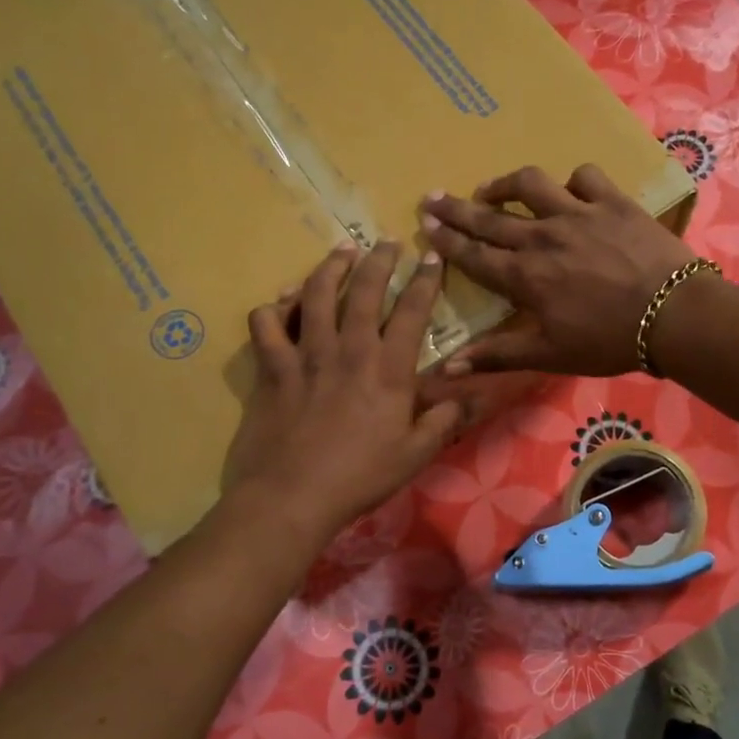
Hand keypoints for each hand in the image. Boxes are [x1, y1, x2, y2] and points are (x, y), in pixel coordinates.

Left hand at [226, 241, 460, 538]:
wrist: (292, 497)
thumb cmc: (359, 477)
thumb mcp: (414, 455)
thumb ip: (444, 420)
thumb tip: (471, 395)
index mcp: (388, 370)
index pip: (411, 312)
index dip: (424, 281)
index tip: (431, 257)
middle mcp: (348, 350)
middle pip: (364, 291)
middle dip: (379, 260)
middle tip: (387, 242)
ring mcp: (306, 355)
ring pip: (316, 294)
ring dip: (330, 268)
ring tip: (342, 251)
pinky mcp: (272, 368)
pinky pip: (266, 324)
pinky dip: (274, 308)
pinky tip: (282, 303)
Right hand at [420, 164, 693, 376]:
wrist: (673, 315)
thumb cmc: (608, 341)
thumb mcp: (549, 355)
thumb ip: (498, 355)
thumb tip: (446, 367)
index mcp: (525, 276)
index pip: (474, 255)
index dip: (446, 239)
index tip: (425, 222)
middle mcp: (543, 237)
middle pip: (490, 217)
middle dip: (457, 208)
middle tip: (433, 196)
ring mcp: (579, 213)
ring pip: (531, 184)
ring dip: (505, 184)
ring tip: (491, 188)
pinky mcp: (613, 201)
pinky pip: (585, 177)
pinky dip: (573, 181)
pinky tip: (569, 190)